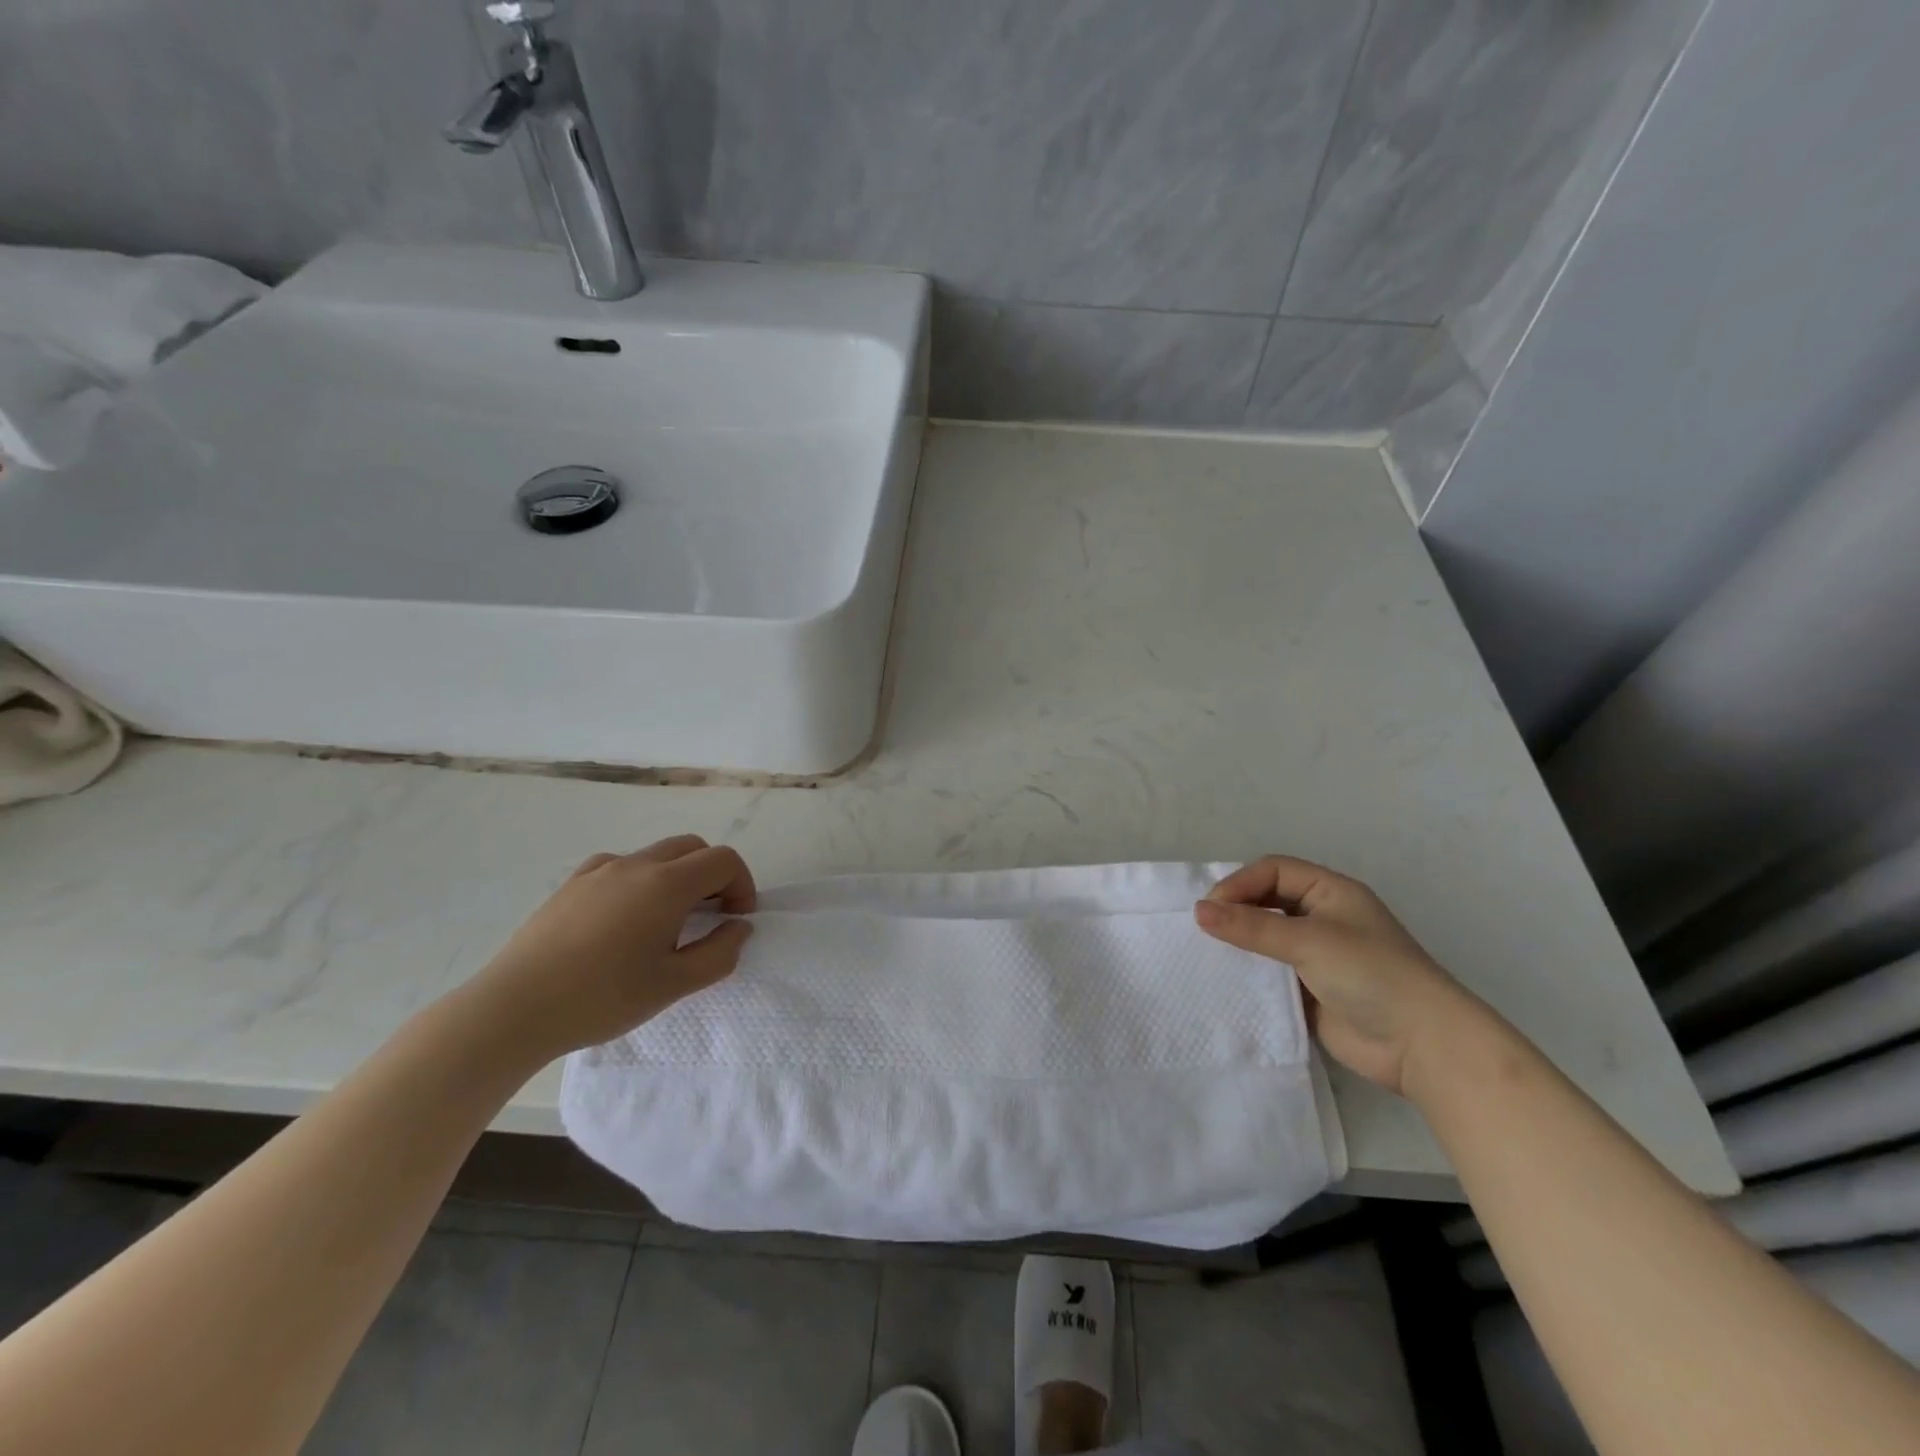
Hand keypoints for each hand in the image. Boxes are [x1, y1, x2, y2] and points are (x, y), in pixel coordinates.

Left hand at [466, 834, 755, 1061]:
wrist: (514, 1009)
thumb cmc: (602, 997)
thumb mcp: (674, 985)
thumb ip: (719, 953)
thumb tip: (738, 928)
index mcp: (667, 884)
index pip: (723, 860)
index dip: (741, 885)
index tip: (736, 920)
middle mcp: (636, 864)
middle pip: (692, 848)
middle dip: (713, 875)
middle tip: (711, 916)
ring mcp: (599, 870)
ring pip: (655, 855)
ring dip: (677, 877)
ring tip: (666, 922)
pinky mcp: (570, 884)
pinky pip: (620, 867)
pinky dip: (640, 881)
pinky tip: (624, 919)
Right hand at [1194, 855, 1479, 1095]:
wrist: (1422, 1047)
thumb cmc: (1371, 975)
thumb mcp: (1309, 941)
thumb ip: (1251, 926)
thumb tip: (1198, 911)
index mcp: (1330, 892)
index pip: (1273, 870)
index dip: (1240, 882)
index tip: (1210, 908)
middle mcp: (1322, 918)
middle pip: (1266, 901)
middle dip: (1235, 910)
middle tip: (1203, 929)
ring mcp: (1316, 956)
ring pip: (1265, 938)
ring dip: (1239, 944)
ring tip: (1206, 954)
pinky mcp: (1309, 990)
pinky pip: (1269, 974)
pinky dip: (1248, 975)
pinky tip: (1226, 982)